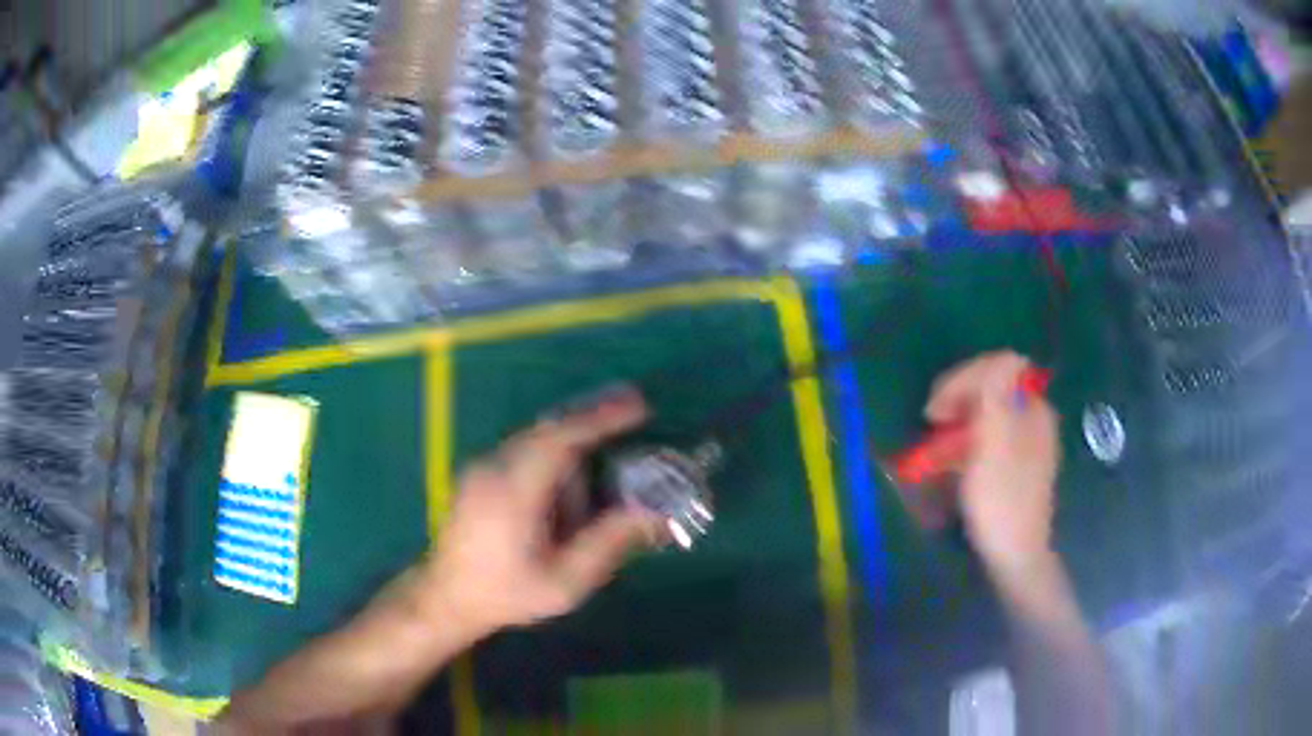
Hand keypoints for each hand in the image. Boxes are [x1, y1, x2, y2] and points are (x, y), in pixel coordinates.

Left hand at [420, 386, 663, 636]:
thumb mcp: (564, 582)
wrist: (446, 599)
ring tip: (593, 476)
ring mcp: (481, 468)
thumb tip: (653, 513)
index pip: (560, 440)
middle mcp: (493, 468)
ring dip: (571, 444)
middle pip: (549, 429)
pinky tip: (560, 490)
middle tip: (633, 410)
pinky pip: (523, 450)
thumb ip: (607, 544)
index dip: (600, 419)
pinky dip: (552, 454)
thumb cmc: (507, 594)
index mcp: (514, 493)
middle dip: (592, 418)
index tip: (638, 406)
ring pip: (536, 438)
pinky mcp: (478, 474)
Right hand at [926, 352, 1059, 578]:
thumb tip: (1005, 356)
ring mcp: (1027, 439)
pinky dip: (969, 436)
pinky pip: (991, 432)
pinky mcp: (1017, 460)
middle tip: (931, 420)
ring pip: (990, 409)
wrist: (1015, 556)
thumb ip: (998, 400)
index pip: (1001, 366)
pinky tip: (953, 456)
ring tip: (936, 438)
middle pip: (996, 384)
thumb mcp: (995, 449)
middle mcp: (1034, 417)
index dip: (965, 378)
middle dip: (960, 394)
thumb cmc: (1001, 503)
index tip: (935, 408)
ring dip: (960, 416)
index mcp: (1032, 410)